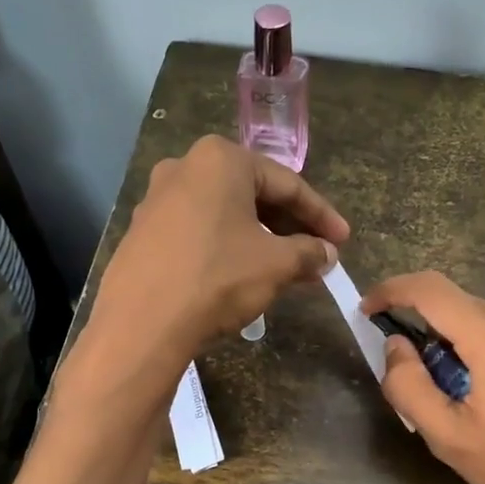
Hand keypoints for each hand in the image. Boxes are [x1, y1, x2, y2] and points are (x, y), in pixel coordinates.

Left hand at [90, 136, 349, 371]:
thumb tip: (326, 254)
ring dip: (261, 240)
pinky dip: (228, 247)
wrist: (142, 323)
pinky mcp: (143, 232)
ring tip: (287, 269)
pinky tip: (244, 275)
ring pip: (225, 215)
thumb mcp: (275, 265)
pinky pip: (199, 232)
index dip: (321, 215)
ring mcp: (158, 199)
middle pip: (253, 194)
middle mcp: (185, 167)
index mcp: (221, 159)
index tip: (343, 241)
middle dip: (290, 227)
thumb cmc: (217, 279)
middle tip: (317, 255)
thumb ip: (307, 252)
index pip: (287, 184)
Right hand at [362, 271, 484, 483]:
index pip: (432, 289)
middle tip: (420, 376)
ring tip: (467, 396)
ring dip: (462, 342)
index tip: (369, 309)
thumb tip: (395, 345)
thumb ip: (409, 387)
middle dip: (427, 327)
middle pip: (460, 304)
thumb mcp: (449, 440)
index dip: (392, 289)